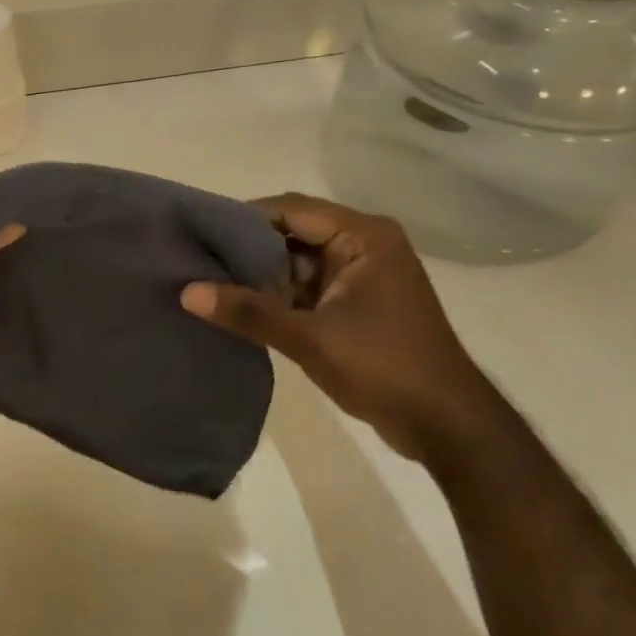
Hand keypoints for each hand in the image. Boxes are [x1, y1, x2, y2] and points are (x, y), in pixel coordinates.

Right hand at [180, 194, 499, 462]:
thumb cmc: (384, 368)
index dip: (243, 219)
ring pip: (299, 259)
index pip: (291, 210)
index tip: (200, 234)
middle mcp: (365, 243)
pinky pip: (310, 283)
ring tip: (210, 280)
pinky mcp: (359, 300)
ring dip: (262, 272)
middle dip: (248, 248)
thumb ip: (248, 311)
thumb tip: (187, 292)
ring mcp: (363, 273)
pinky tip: (242, 305)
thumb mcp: (309, 339)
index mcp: (363, 236)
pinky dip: (280, 293)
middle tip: (199, 259)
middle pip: (293, 231)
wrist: (448, 426)